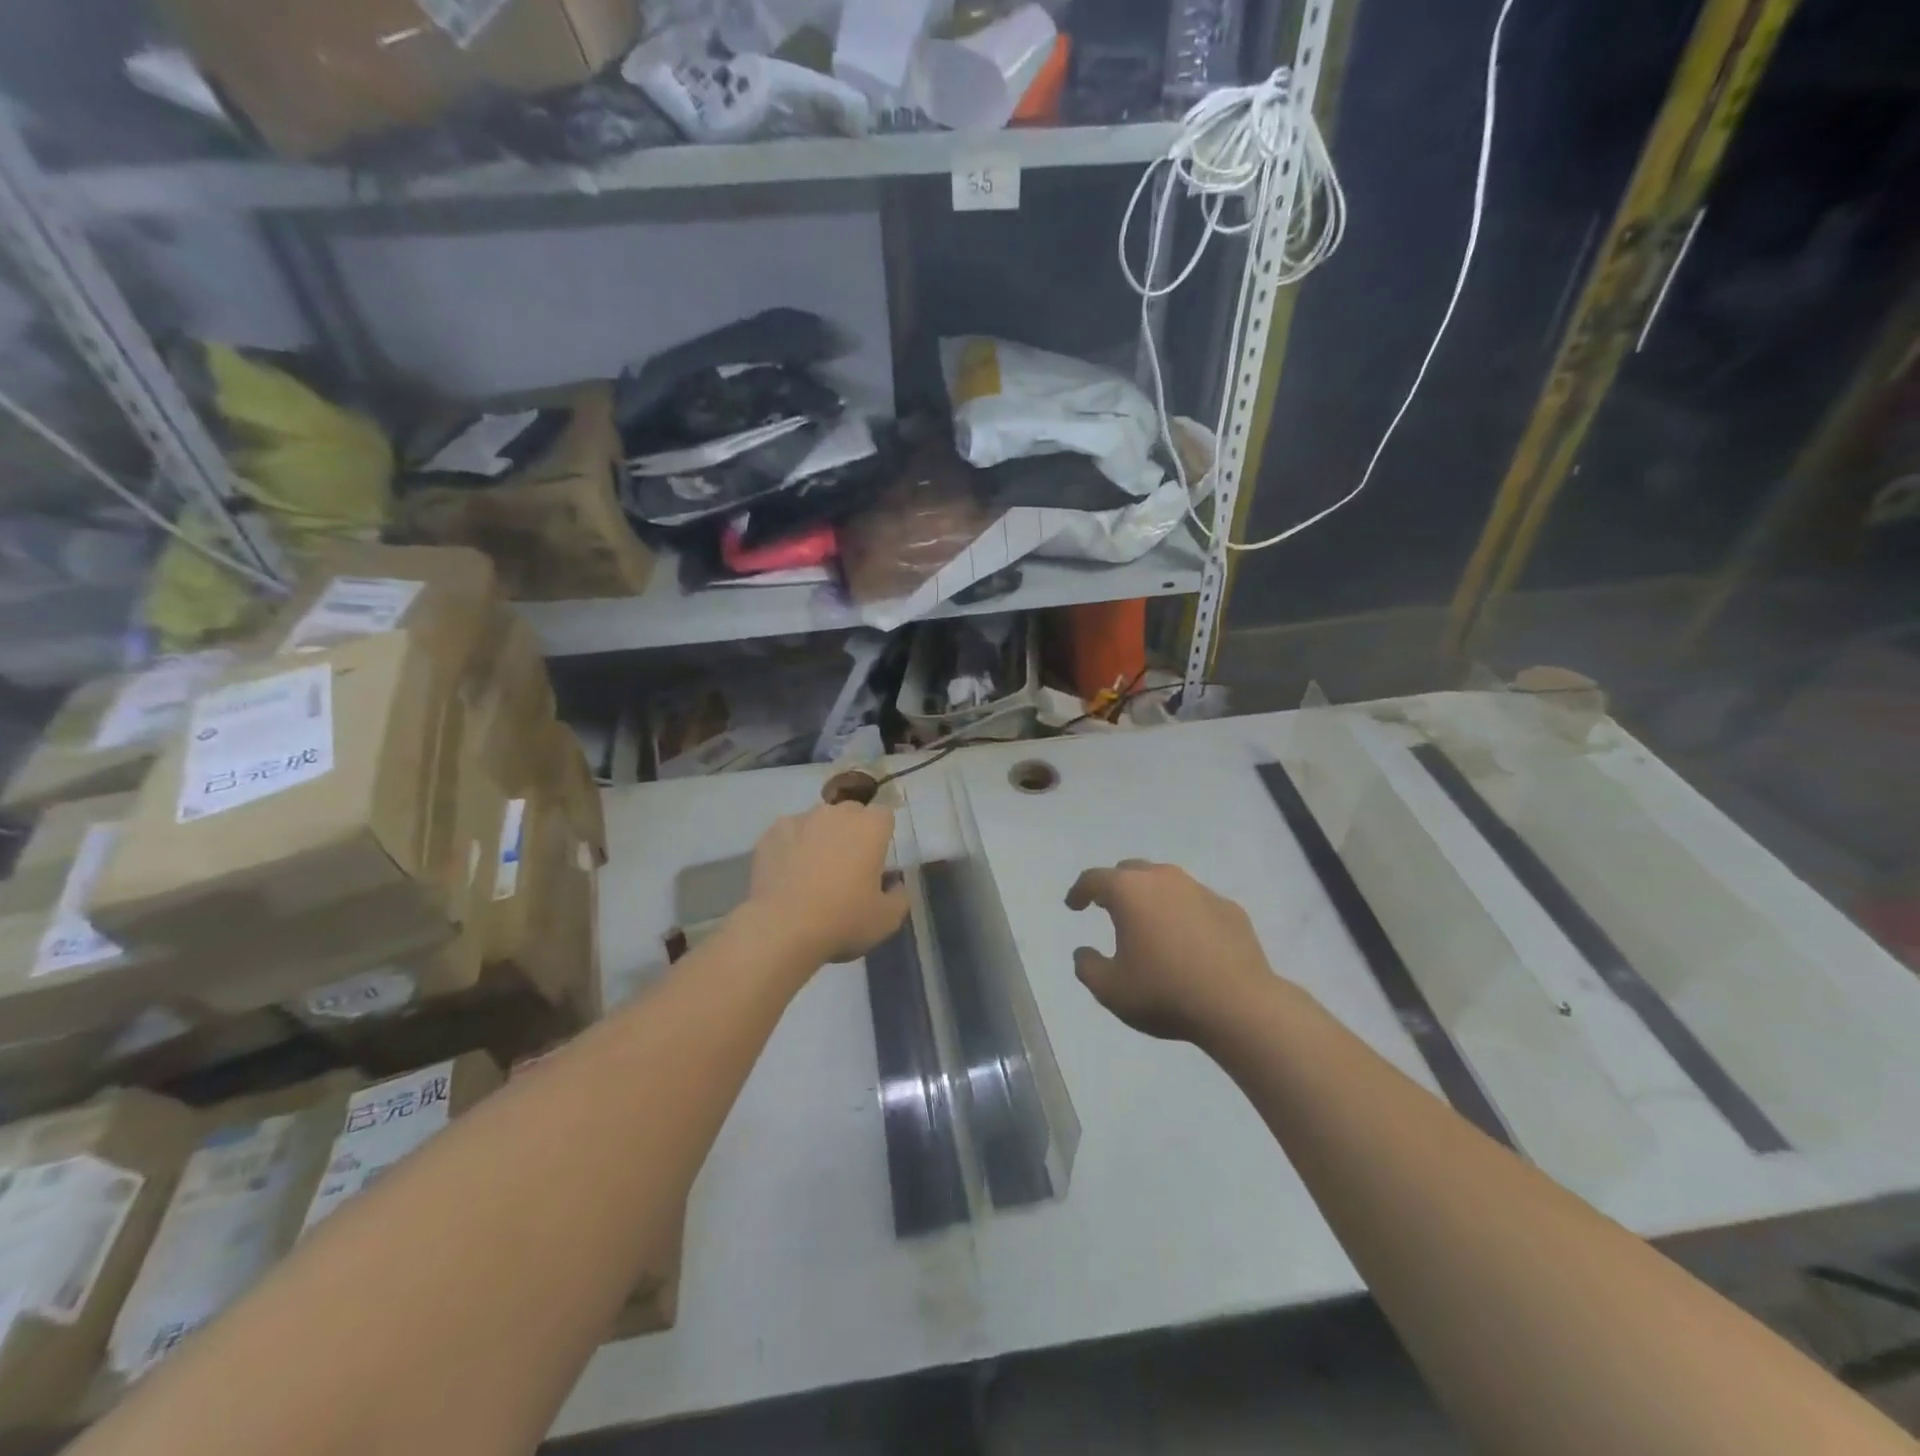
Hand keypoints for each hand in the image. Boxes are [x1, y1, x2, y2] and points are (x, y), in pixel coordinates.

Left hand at [747, 802, 907, 964]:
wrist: (781, 929)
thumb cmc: (843, 920)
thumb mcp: (887, 919)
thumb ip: (900, 896)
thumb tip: (895, 884)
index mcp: (870, 827)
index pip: (884, 815)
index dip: (882, 835)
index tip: (876, 859)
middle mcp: (836, 813)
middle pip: (851, 813)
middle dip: (852, 831)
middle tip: (847, 866)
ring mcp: (800, 820)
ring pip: (817, 821)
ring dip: (821, 837)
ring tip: (813, 870)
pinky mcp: (770, 833)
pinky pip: (788, 834)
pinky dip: (791, 846)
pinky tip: (787, 874)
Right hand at [1065, 860, 1274, 1042]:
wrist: (1239, 1006)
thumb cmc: (1165, 993)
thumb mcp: (1110, 990)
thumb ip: (1087, 967)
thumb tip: (1083, 953)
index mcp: (1129, 891)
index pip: (1094, 879)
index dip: (1079, 891)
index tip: (1073, 905)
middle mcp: (1164, 879)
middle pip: (1130, 872)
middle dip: (1115, 887)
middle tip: (1108, 908)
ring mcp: (1201, 890)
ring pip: (1166, 883)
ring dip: (1151, 898)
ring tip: (1148, 924)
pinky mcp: (1229, 908)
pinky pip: (1195, 903)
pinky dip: (1182, 914)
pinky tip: (1186, 941)